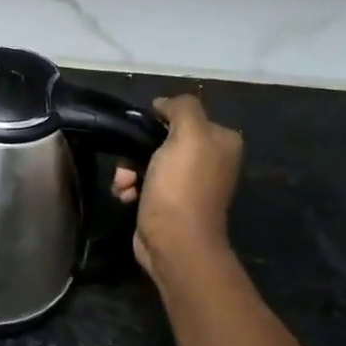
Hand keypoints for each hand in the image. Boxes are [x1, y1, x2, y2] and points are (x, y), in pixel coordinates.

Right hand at [112, 94, 243, 284]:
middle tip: (126, 165)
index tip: (139, 133)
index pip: (183, 116)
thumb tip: (162, 104)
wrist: (174, 241)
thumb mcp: (188, 134)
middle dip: (136, 151)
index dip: (157, 121)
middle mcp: (209, 159)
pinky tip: (126, 197)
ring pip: (147, 162)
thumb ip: (180, 108)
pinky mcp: (169, 202)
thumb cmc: (181, 186)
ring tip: (124, 186)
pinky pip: (143, 184)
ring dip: (128, 171)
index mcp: (221, 140)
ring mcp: (189, 183)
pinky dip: (131, 188)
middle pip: (162, 140)